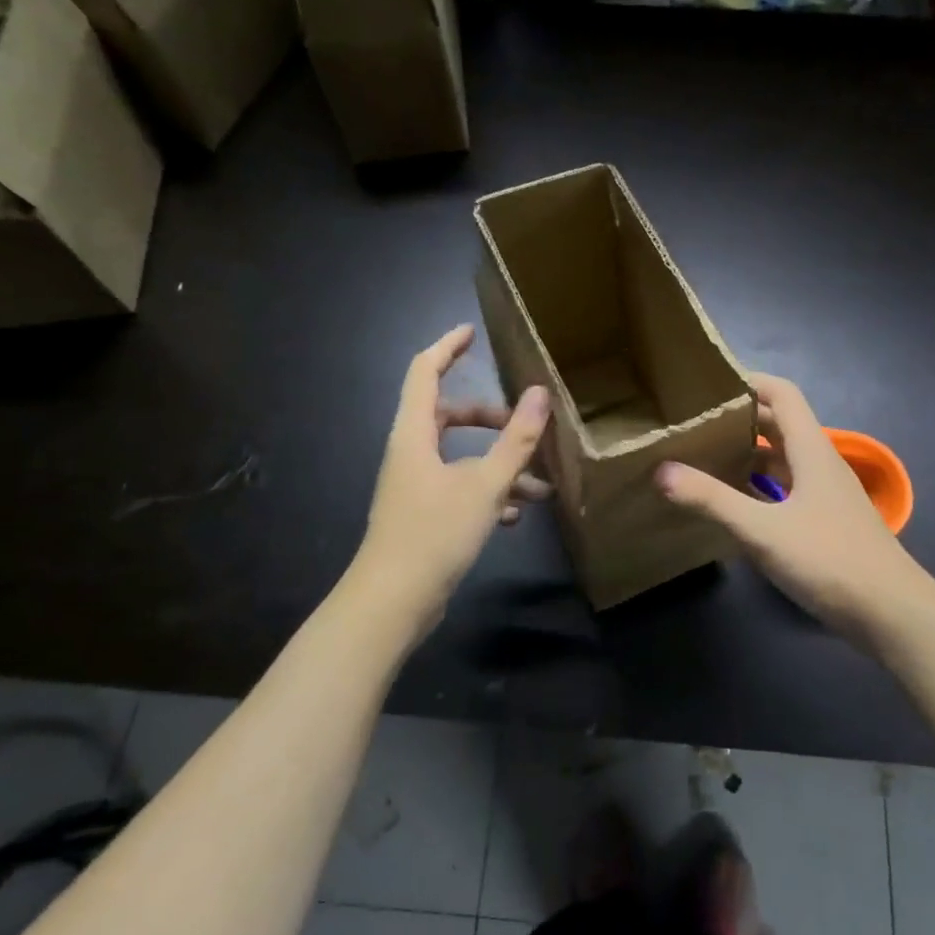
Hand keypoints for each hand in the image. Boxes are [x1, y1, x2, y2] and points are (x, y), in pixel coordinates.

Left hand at [357, 325, 552, 614]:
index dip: (447, 347)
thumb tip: (540, 393)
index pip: (424, 371)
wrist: (393, 601)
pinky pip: (459, 490)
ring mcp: (414, 486)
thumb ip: (516, 439)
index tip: (472, 332)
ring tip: (541, 486)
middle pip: (449, 416)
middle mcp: (410, 453)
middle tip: (524, 424)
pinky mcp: (422, 515)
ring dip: (498, 465)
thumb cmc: (435, 532)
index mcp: (414, 433)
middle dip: (490, 418)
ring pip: (460, 458)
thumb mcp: (486, 484)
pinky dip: (488, 494)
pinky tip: (516, 516)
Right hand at [656, 373, 920, 639]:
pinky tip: (735, 503)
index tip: (708, 384)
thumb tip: (661, 470)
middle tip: (695, 422)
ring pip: (783, 459)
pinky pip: (787, 489)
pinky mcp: (825, 521)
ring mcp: (826, 494)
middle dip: (740, 419)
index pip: (782, 394)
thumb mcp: (763, 530)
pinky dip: (760, 486)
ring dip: (749, 454)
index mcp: (811, 450)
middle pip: (780, 425)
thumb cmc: (830, 560)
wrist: (892, 613)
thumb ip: (712, 500)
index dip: (748, 381)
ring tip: (705, 457)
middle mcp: (820, 463)